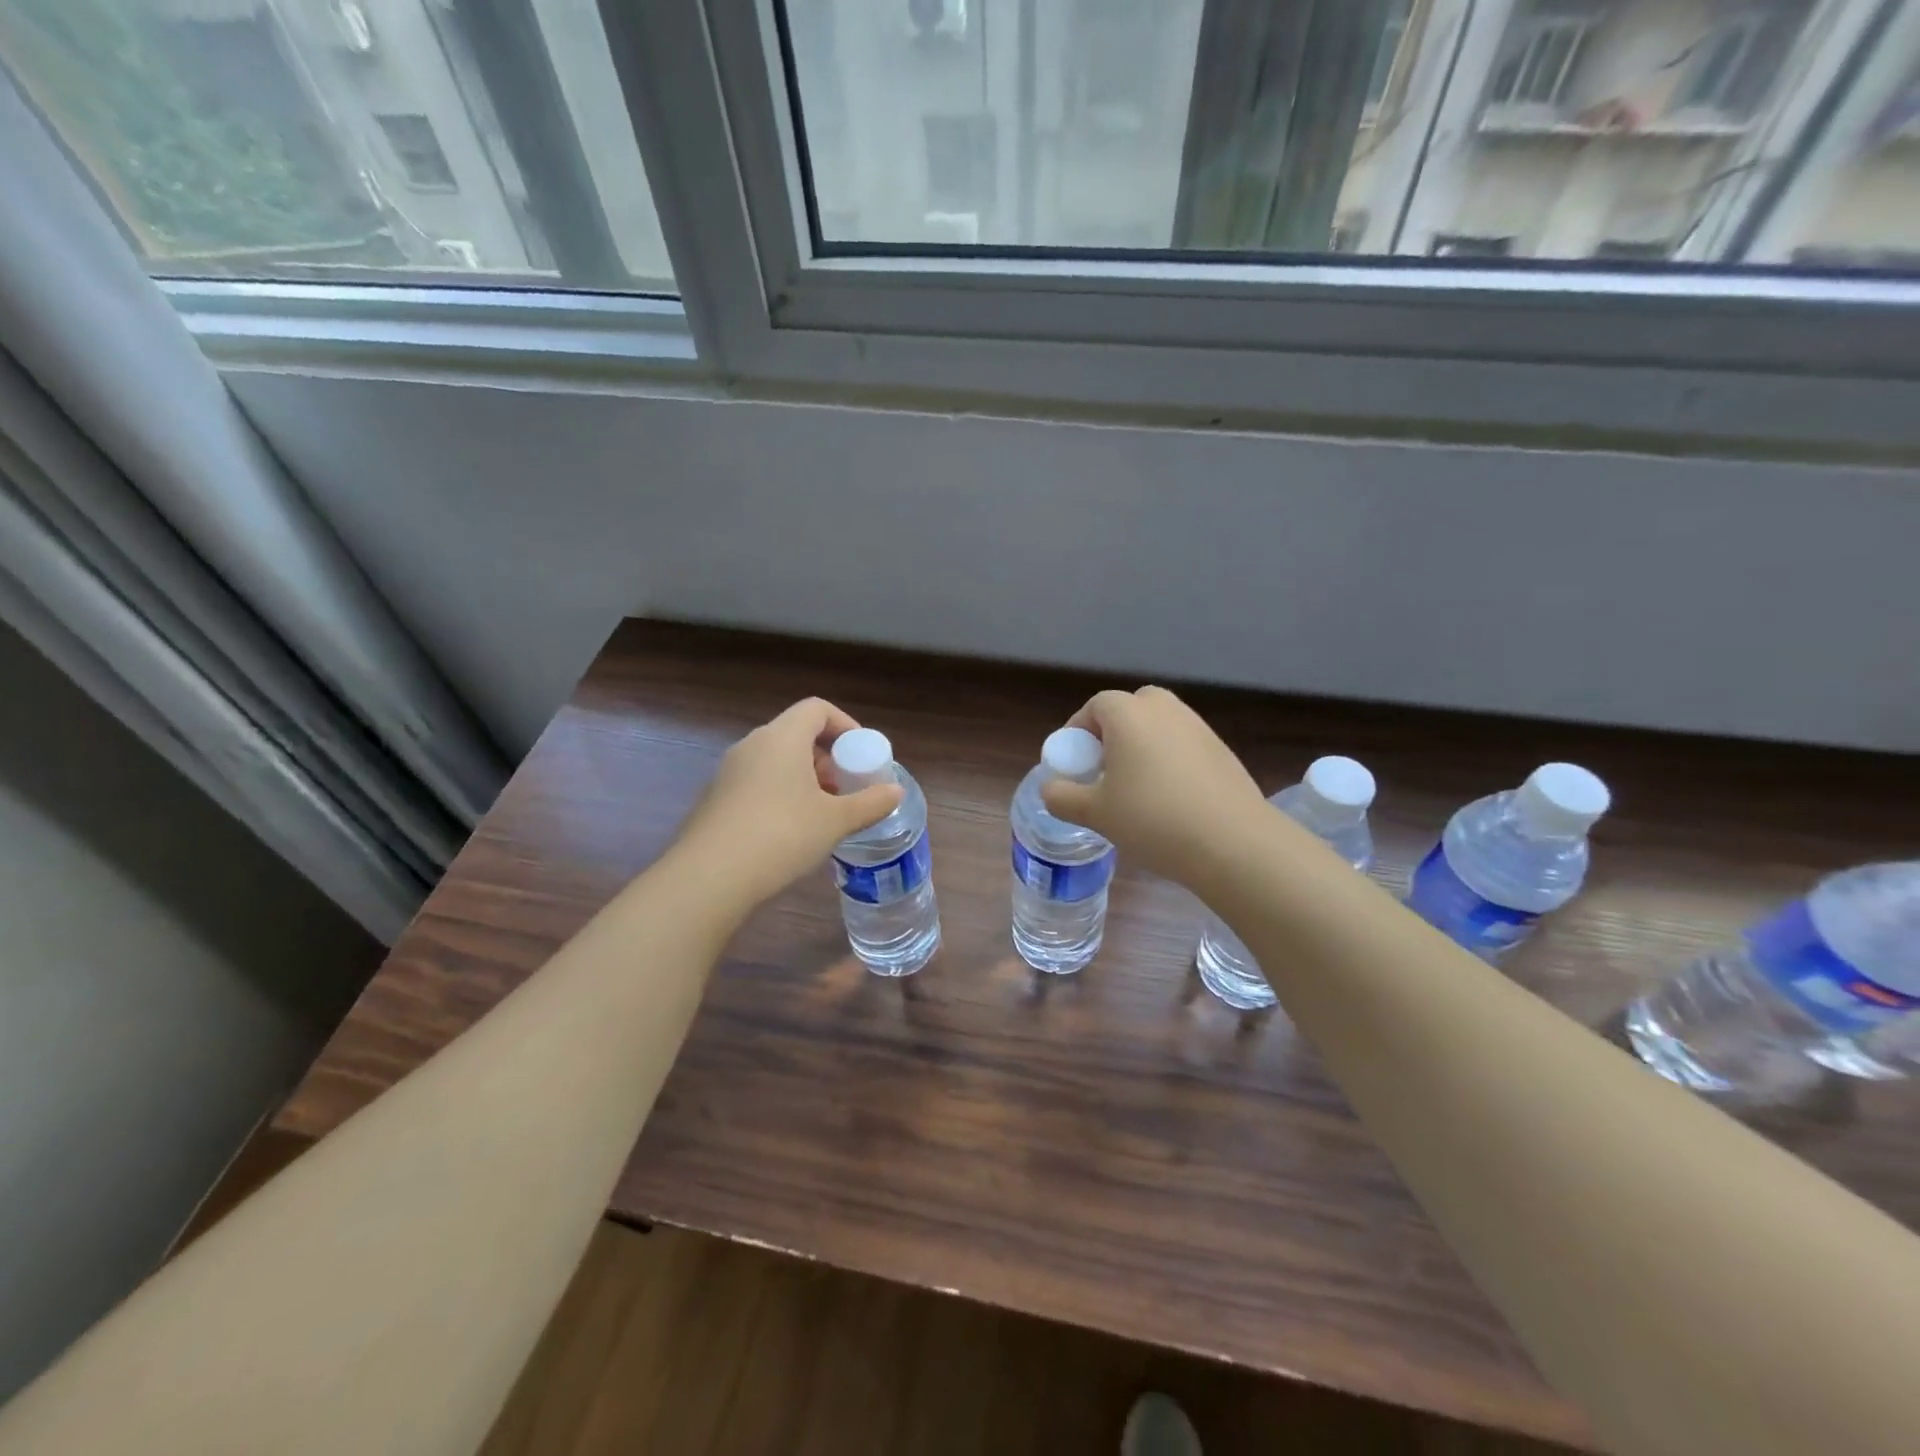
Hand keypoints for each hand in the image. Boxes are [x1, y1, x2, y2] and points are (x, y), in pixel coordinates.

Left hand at [675, 698, 903, 910]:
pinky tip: (790, 831)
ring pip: (775, 759)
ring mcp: (729, 771)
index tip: (860, 754)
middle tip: (845, 788)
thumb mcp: (835, 821)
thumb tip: (895, 792)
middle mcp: (752, 745)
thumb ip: (870, 803)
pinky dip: (780, 792)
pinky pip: (757, 781)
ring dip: (804, 777)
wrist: (710, 877)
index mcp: (782, 738)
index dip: (844, 724)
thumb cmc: (782, 835)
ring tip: (822, 812)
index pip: (816, 709)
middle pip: (796, 733)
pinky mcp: (716, 798)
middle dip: (827, 756)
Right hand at [1041, 686, 1266, 885]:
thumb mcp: (1095, 813)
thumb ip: (1062, 797)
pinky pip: (1182, 746)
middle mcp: (1164, 709)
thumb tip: (1051, 789)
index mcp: (1129, 713)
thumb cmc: (1152, 819)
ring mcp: (1198, 727)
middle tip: (1104, 771)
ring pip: (1158, 727)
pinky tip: (1170, 800)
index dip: (1078, 731)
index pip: (1095, 706)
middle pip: (1129, 709)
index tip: (1074, 763)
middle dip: (1112, 734)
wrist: (1232, 842)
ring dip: (1141, 748)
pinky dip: (1169, 761)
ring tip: (1136, 790)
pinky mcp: (1222, 750)